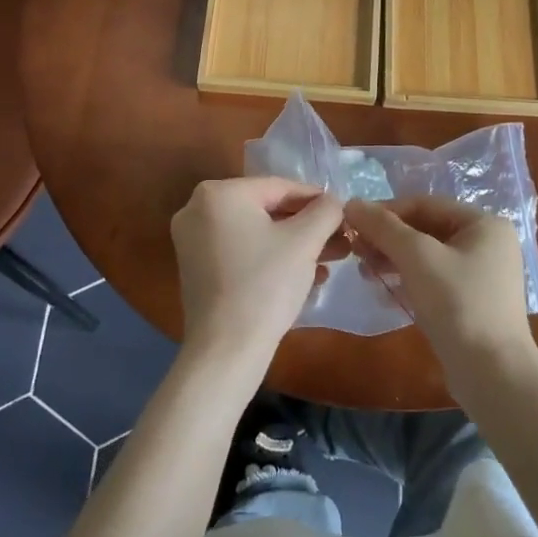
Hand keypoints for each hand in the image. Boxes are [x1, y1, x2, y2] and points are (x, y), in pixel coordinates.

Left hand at [171, 177, 344, 371]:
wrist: (226, 349)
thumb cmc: (266, 284)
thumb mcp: (304, 241)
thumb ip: (325, 211)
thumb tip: (332, 202)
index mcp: (219, 193)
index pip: (280, 187)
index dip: (317, 200)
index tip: (344, 214)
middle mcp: (198, 209)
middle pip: (267, 210)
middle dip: (307, 227)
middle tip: (340, 241)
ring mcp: (193, 240)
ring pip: (256, 233)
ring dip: (294, 245)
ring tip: (330, 261)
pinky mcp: (197, 268)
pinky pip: (242, 251)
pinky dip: (270, 258)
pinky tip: (305, 276)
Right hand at [343, 197, 534, 382]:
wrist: (493, 374)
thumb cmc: (458, 304)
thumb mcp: (417, 257)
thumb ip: (383, 227)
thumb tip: (351, 203)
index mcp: (483, 223)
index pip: (425, 204)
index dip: (386, 211)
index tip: (352, 223)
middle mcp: (487, 244)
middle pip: (426, 229)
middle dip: (388, 239)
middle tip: (355, 250)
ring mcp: (481, 275)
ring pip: (427, 257)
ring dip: (393, 261)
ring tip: (364, 273)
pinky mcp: (472, 303)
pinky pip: (433, 281)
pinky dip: (408, 281)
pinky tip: (383, 292)